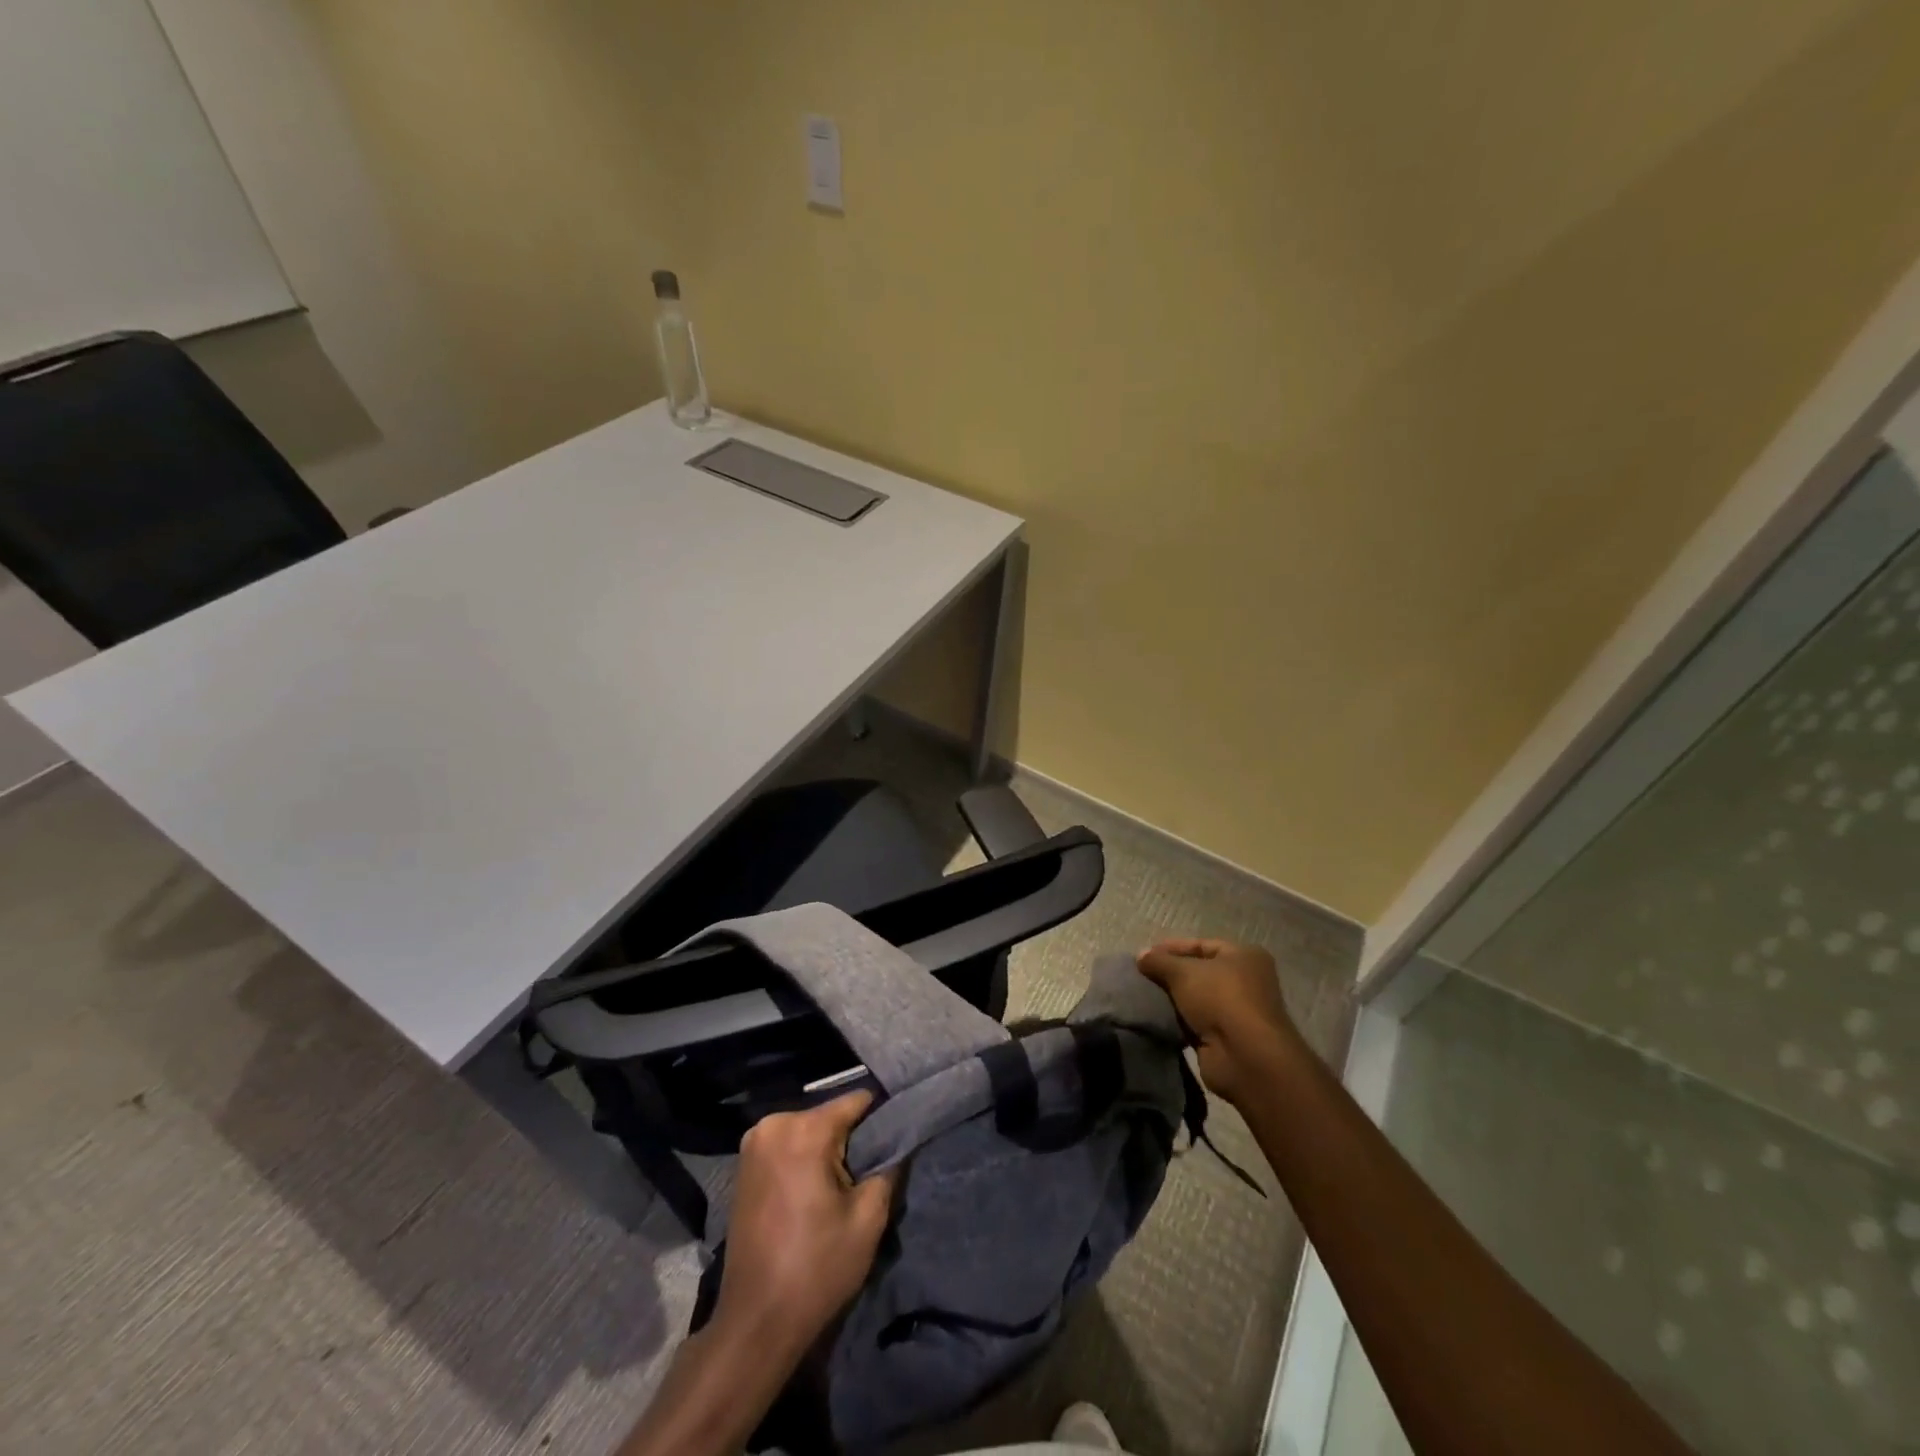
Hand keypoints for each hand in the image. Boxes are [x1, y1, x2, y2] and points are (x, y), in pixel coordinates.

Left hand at [714, 1091, 898, 1358]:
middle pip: (830, 1115)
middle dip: (852, 1139)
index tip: (899, 1139)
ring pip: (809, 1131)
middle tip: (867, 1175)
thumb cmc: (816, 1269)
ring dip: (828, 1151)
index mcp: (804, 1130)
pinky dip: (805, 1160)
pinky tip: (814, 1193)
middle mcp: (773, 1123)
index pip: (857, 1101)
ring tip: (843, 1188)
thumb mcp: (868, 1219)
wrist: (755, 1323)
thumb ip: (888, 1167)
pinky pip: (788, 1146)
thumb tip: (900, 1141)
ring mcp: (754, 1142)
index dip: (882, 1118)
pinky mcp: (744, 1164)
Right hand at [1136, 939, 1299, 1108]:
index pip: (1201, 945)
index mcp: (1244, 957)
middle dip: (1170, 975)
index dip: (1171, 948)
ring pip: (1196, 999)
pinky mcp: (1227, 1039)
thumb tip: (1140, 956)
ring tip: (1143, 998)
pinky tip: (1155, 1020)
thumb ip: (1159, 961)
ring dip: (1173, 1000)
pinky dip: (1178, 1022)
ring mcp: (1238, 1012)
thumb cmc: (1220, 999)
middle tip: (1141, 977)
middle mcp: (1246, 981)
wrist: (1245, 1057)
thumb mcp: (1183, 972)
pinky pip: (1196, 1023)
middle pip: (1199, 973)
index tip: (1144, 956)